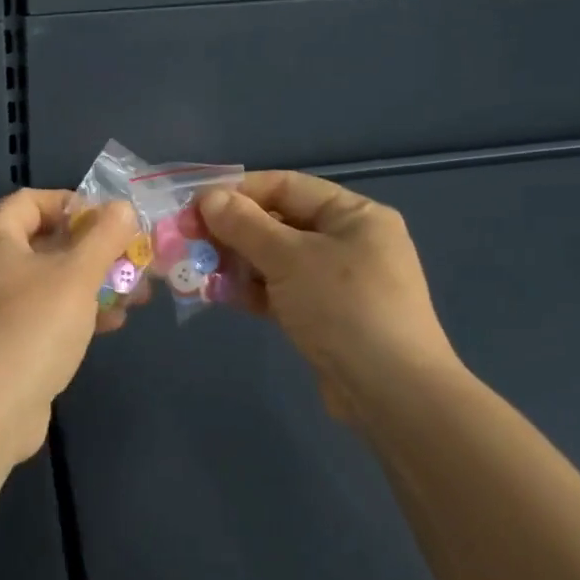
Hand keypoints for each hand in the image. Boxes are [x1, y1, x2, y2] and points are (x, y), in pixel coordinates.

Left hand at [0, 189, 138, 461]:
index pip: (33, 200)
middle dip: (94, 250)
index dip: (74, 203)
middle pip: (46, 241)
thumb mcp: (76, 275)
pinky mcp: (2, 341)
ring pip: (49, 281)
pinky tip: (111, 324)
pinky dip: (75, 312)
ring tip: (136, 294)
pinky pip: (43, 313)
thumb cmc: (30, 328)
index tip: (112, 221)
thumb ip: (103, 236)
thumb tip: (121, 206)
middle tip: (134, 260)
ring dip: (92, 283)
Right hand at [199, 171, 465, 422]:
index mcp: (354, 215)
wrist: (391, 393)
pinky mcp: (326, 316)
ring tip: (197, 270)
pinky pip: (281, 290)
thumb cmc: (344, 308)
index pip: (286, 186)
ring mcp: (338, 281)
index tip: (195, 204)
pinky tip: (219, 296)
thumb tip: (209, 198)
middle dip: (231, 230)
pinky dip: (252, 290)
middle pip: (279, 223)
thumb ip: (245, 225)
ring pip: (276, 259)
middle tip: (188, 239)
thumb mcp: (289, 258)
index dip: (238, 191)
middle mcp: (349, 241)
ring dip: (236, 262)